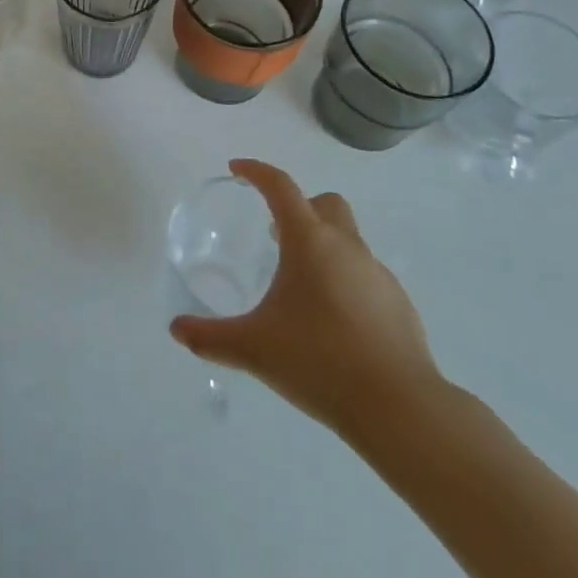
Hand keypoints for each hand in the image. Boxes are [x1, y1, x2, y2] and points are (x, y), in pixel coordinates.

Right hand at [169, 159, 447, 449]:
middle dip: (299, 208)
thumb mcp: (253, 348)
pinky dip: (346, 283)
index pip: (280, 186)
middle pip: (325, 203)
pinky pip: (366, 277)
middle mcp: (346, 247)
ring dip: (323, 248)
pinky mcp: (399, 306)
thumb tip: (176, 329)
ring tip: (300, 288)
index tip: (237, 169)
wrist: (400, 408)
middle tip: (274, 235)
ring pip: (348, 241)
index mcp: (309, 241)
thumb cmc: (319, 361)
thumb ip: (210, 337)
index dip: (257, 171)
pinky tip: (334, 322)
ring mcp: (378, 275)